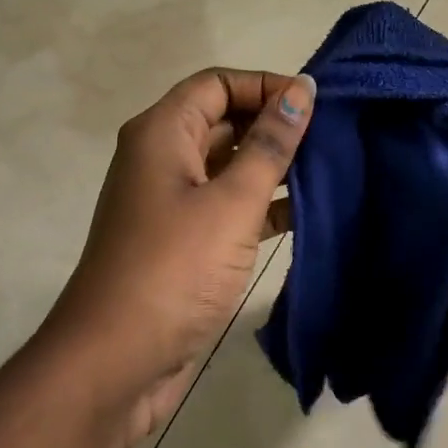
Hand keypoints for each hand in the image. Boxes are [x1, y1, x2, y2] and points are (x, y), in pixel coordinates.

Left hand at [46, 68, 315, 447]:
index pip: (217, 84)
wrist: (115, 363)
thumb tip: (301, 89)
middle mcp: (162, 158)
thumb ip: (270, 145)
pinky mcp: (183, 241)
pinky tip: (303, 211)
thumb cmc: (173, 269)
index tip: (316, 102)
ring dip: (272, 165)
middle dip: (273, 123)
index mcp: (162, 133)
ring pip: (228, 164)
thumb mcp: (230, 202)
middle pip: (223, 119)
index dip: (265, 86)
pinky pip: (227, 205)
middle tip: (331, 135)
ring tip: (327, 168)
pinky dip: (261, 203)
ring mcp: (171, 201)